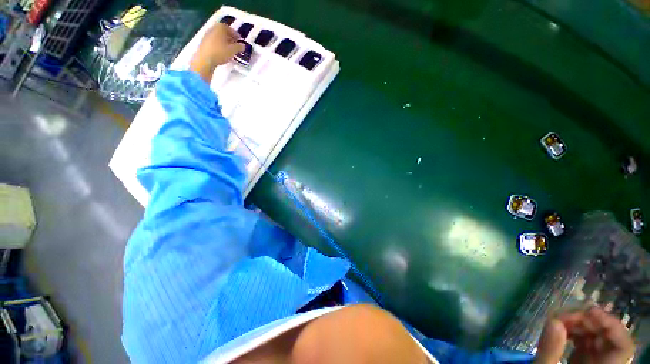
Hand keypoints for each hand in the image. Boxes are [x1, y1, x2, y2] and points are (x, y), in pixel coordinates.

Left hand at [190, 23, 244, 81]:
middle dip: (230, 38)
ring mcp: (207, 36)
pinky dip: (219, 46)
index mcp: (220, 28)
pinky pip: (214, 42)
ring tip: (230, 50)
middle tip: (235, 45)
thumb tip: (242, 46)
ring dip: (224, 42)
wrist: (204, 59)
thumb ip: (239, 47)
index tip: (240, 40)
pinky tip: (222, 53)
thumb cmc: (220, 52)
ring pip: (218, 37)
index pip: (229, 28)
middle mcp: (212, 29)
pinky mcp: (204, 44)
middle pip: (223, 32)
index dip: (235, 34)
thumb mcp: (233, 50)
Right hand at [535, 306, 634, 363]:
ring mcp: (595, 363)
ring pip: (598, 336)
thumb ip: (549, 350)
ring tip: (559, 320)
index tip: (588, 311)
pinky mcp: (586, 360)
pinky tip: (561, 328)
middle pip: (609, 337)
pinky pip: (588, 341)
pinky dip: (575, 330)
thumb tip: (553, 319)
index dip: (612, 326)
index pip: (624, 346)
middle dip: (588, 321)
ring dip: (580, 324)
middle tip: (563, 315)